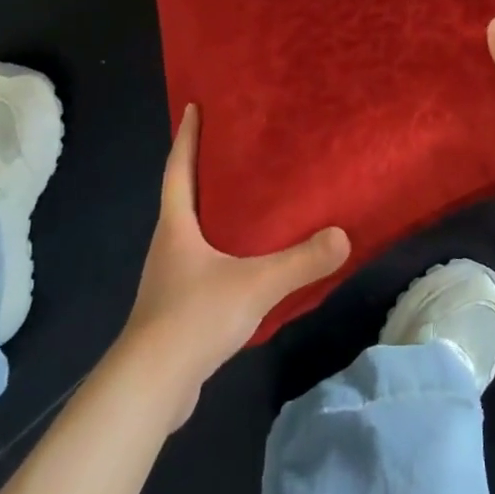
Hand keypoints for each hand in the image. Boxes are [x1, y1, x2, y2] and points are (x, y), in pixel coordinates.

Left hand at [121, 104, 349, 423]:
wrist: (151, 387)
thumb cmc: (194, 317)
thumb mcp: (256, 285)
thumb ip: (301, 261)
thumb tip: (343, 236)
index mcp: (177, 226)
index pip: (178, 168)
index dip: (186, 136)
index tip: (193, 106)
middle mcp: (168, 245)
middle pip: (183, 197)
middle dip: (203, 170)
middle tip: (233, 147)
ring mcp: (169, 278)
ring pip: (193, 233)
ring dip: (213, 214)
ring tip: (247, 201)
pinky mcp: (177, 309)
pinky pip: (202, 265)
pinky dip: (221, 252)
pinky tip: (246, 262)